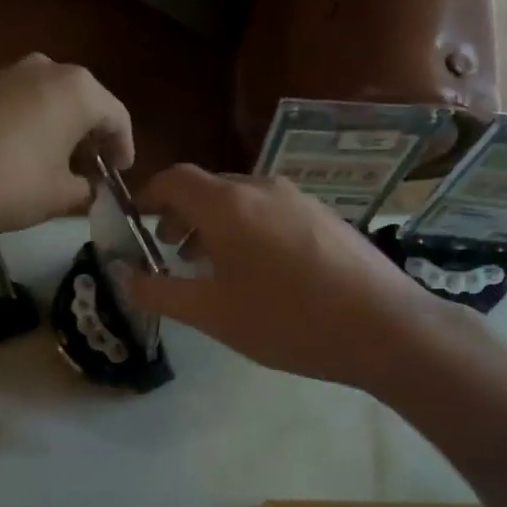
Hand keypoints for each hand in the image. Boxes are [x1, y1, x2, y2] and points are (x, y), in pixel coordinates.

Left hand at [0, 55, 133, 234]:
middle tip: (91, 172)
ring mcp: (8, 71)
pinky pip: (20, 103)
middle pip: (84, 104)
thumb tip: (90, 188)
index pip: (117, 118)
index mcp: (79, 90)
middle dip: (90, 139)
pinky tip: (22, 156)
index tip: (119, 174)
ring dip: (60, 131)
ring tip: (57, 166)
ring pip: (50, 101)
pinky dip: (31, 126)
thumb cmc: (7, 183)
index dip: (124, 149)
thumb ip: (86, 190)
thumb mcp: (58, 197)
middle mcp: (47, 68)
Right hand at [121, 166, 472, 389]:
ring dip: (215, 225)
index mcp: (228, 204)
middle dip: (181, 215)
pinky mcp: (325, 216)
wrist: (383, 327)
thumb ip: (160, 291)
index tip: (136, 221)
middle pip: (208, 188)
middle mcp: (262, 188)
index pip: (175, 179)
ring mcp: (299, 199)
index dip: (149, 196)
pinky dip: (248, 230)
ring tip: (211, 266)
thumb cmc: (286, 320)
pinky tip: (258, 272)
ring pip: (242, 200)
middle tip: (169, 252)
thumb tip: (123, 275)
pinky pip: (271, 212)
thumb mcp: (212, 313)